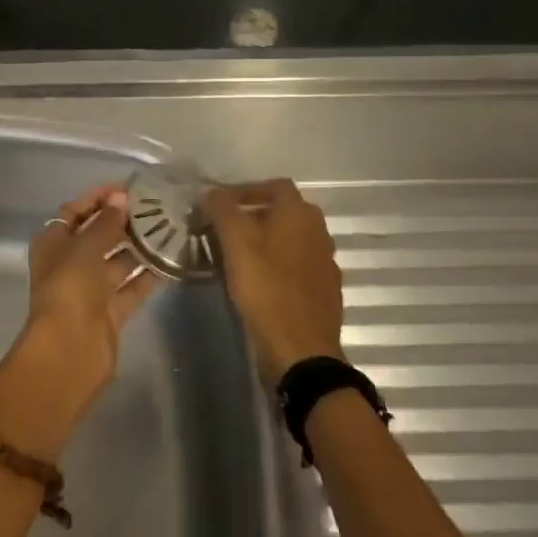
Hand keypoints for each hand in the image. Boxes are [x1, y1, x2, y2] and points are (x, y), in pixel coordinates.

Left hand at [0, 186, 161, 457]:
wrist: (69, 351)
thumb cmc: (69, 288)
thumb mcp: (86, 247)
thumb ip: (106, 223)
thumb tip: (121, 199)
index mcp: (53, 243)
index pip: (76, 211)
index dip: (99, 198)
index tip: (128, 188)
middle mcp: (70, 263)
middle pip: (98, 235)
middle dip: (123, 221)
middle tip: (156, 207)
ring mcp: (90, 289)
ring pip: (117, 261)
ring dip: (139, 247)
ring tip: (170, 227)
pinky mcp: (110, 312)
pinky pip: (131, 287)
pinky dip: (148, 275)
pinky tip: (171, 258)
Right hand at [201, 178, 343, 384]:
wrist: (301, 351)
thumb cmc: (267, 290)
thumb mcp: (236, 244)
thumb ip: (223, 211)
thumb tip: (211, 190)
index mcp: (300, 214)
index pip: (275, 185)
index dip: (247, 189)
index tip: (222, 204)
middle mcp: (319, 232)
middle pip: (285, 211)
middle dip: (256, 214)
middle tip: (227, 229)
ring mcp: (326, 262)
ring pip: (293, 239)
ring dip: (268, 240)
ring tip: (239, 255)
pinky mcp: (325, 290)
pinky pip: (299, 265)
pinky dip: (280, 265)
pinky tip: (261, 281)